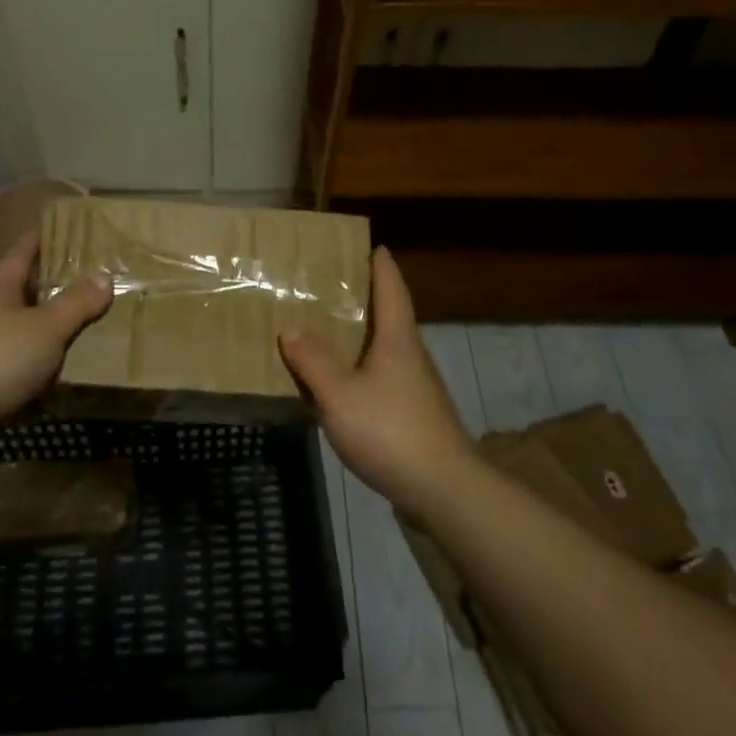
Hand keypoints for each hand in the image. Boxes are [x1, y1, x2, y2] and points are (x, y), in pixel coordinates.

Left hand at [0, 232, 111, 442]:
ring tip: (93, 322)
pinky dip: (47, 366)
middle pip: (26, 291)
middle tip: (94, 274)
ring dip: (54, 328)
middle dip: (55, 282)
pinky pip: (27, 367)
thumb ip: (76, 303)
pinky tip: (71, 370)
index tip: (60, 222)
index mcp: (1, 290)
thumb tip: (105, 275)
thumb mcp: (46, 326)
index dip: (40, 236)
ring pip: (28, 331)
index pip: (22, 252)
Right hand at [279, 247, 476, 520]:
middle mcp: (411, 355)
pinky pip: (382, 379)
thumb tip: (291, 329)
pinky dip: (360, 370)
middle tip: (330, 287)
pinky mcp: (414, 415)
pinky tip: (340, 385)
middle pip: (389, 315)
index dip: (380, 264)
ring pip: (385, 349)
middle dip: (364, 298)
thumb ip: (313, 362)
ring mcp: (416, 387)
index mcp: (398, 339)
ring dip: (360, 337)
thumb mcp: (340, 395)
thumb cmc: (392, 431)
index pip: (391, 288)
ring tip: (326, 332)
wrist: (444, 490)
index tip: (370, 245)